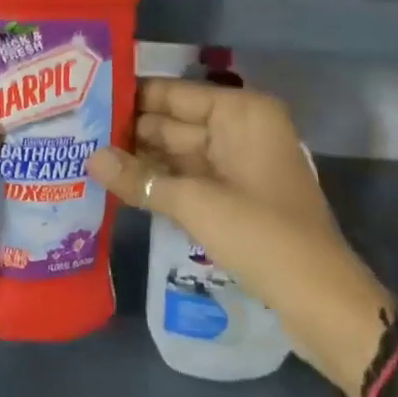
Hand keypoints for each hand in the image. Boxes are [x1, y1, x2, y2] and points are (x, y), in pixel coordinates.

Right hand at [86, 77, 388, 394]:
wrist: (323, 303)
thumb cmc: (263, 236)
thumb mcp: (196, 204)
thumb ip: (141, 179)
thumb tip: (91, 158)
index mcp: (241, 112)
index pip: (173, 93)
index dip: (130, 96)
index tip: (84, 97)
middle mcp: (240, 128)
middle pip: (173, 121)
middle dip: (129, 130)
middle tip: (74, 130)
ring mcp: (238, 164)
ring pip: (178, 152)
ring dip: (139, 158)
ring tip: (85, 154)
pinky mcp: (235, 197)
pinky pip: (188, 178)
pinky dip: (159, 182)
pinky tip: (119, 184)